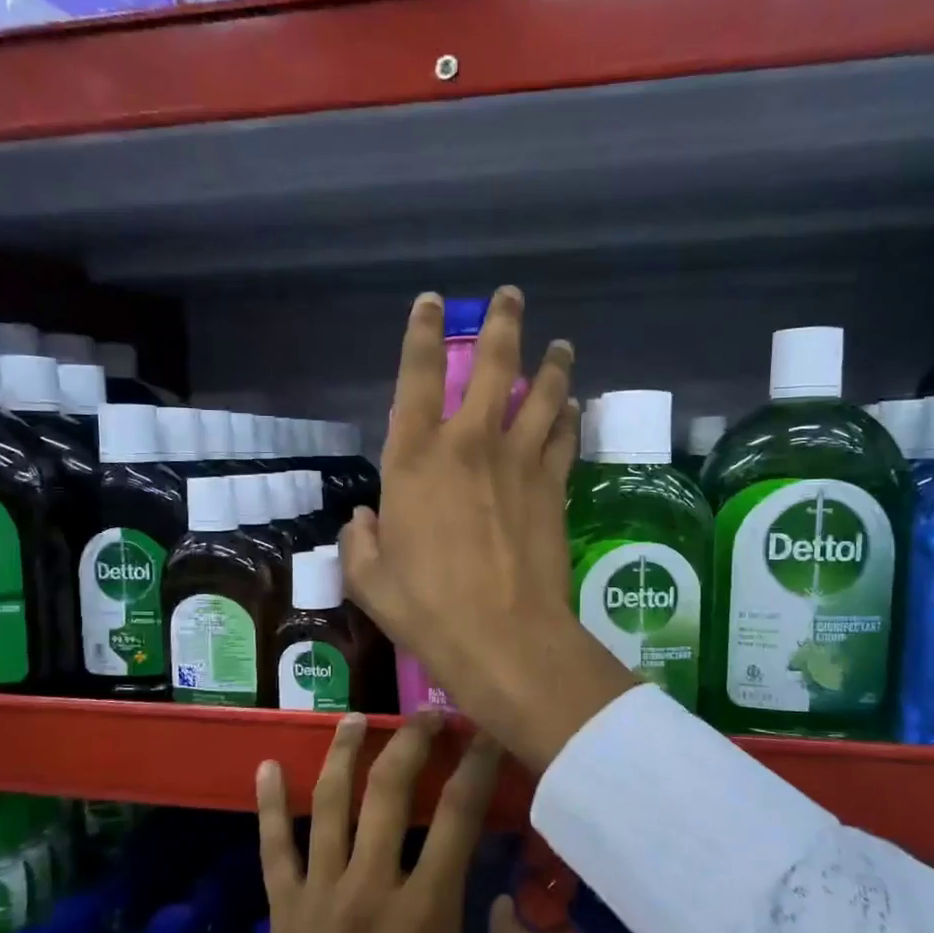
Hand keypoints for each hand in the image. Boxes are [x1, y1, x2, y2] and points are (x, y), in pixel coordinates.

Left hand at [193, 712, 537, 932]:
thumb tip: (509, 904)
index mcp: (426, 913)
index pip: (458, 814)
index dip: (478, 764)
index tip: (488, 732)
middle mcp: (370, 888)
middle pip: (390, 790)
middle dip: (414, 741)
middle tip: (430, 713)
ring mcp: (319, 898)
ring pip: (330, 803)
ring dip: (344, 752)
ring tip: (357, 717)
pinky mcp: (283, 918)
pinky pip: (274, 850)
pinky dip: (270, 806)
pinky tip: (267, 767)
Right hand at [341, 287, 636, 772]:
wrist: (502, 635)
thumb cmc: (426, 607)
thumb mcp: (370, 579)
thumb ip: (359, 543)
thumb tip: (361, 523)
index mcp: (414, 458)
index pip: (417, 376)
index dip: (423, 332)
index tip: (433, 303)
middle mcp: (469, 443)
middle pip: (492, 365)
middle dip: (502, 323)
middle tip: (511, 297)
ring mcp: (519, 461)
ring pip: (542, 393)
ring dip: (552, 365)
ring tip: (562, 346)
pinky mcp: (553, 486)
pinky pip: (564, 437)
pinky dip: (569, 417)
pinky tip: (573, 406)